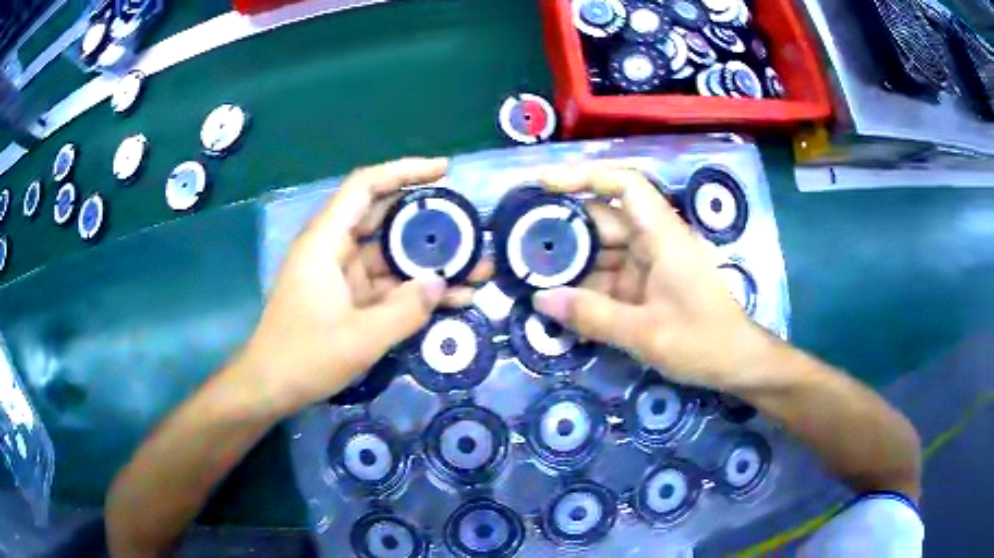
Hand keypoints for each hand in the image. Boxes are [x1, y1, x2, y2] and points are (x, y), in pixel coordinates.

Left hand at [237, 158, 490, 416]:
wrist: (270, 387)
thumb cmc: (304, 357)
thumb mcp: (360, 339)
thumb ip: (405, 310)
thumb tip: (441, 282)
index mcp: (326, 242)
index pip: (366, 187)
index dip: (404, 171)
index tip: (444, 171)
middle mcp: (334, 249)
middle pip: (385, 217)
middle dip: (429, 221)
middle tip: (469, 225)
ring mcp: (342, 275)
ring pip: (391, 255)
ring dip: (429, 262)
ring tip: (475, 269)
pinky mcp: (349, 298)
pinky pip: (387, 285)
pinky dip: (415, 291)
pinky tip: (453, 299)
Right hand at [532, 165, 769, 388]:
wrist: (737, 364)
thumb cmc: (702, 341)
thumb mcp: (645, 334)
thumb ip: (592, 316)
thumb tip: (540, 300)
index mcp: (662, 236)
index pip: (624, 185)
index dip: (585, 176)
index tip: (544, 183)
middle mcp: (655, 242)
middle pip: (604, 221)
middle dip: (565, 230)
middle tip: (519, 243)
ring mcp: (652, 265)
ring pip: (604, 252)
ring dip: (573, 263)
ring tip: (530, 274)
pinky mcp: (649, 287)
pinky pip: (611, 278)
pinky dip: (587, 287)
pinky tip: (560, 301)